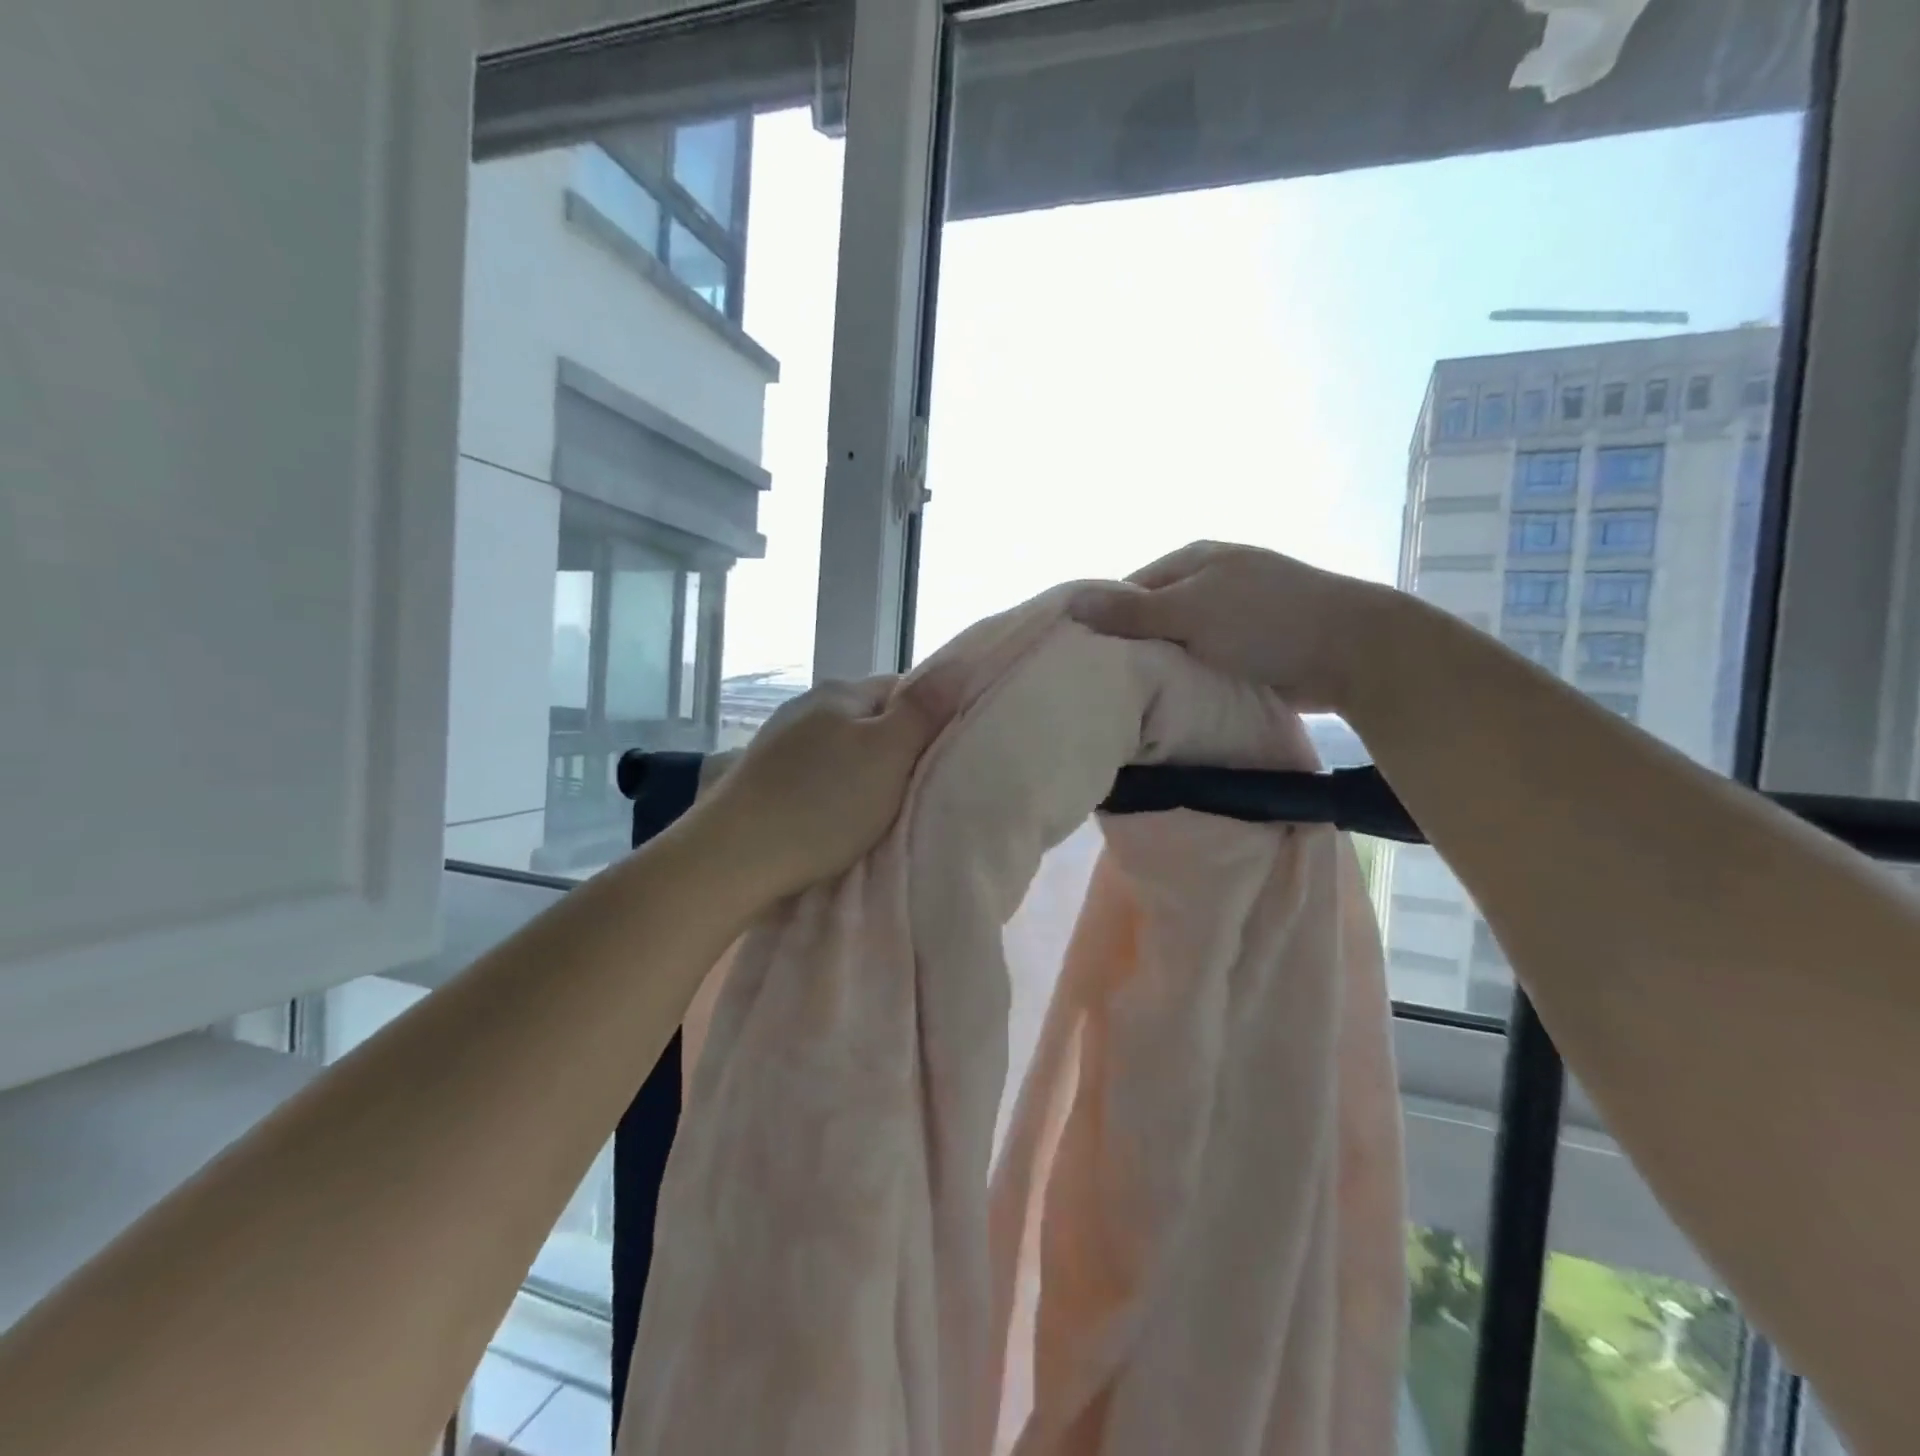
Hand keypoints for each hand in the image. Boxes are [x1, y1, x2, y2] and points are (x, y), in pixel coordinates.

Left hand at [694, 676, 939, 900]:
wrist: (733, 856)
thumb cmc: (822, 803)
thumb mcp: (887, 754)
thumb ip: (922, 710)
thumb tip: (958, 664)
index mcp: (840, 693)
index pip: (902, 689)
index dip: (929, 720)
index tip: (941, 759)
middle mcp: (806, 706)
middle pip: (870, 721)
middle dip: (895, 751)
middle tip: (914, 791)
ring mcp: (779, 742)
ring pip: (841, 750)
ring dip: (862, 774)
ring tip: (875, 812)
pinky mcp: (762, 778)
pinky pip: (814, 775)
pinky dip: (831, 792)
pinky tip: (832, 819)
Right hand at [1069, 540, 1399, 711]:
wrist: (1352, 652)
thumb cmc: (1265, 621)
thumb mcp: (1190, 612)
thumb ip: (1131, 612)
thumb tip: (1072, 603)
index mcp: (1194, 559)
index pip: (1129, 588)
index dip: (1106, 620)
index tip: (1086, 659)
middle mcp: (1211, 581)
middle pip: (1154, 616)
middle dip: (1133, 647)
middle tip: (1108, 686)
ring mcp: (1235, 613)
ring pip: (1180, 642)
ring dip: (1163, 666)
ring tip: (1136, 699)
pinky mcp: (1253, 645)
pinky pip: (1206, 660)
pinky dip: (1192, 677)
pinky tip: (1176, 700)